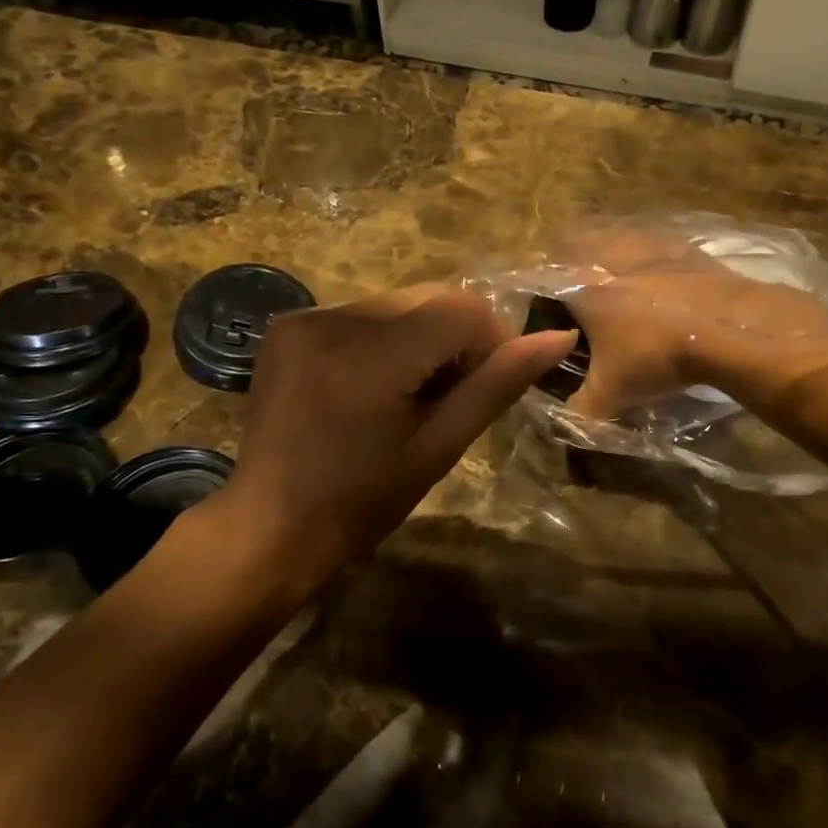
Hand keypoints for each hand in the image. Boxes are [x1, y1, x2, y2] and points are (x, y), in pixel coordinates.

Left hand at [214, 286, 576, 589]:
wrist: (268, 527)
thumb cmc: (360, 504)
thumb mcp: (437, 449)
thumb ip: (495, 387)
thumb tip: (559, 339)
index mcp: (368, 359)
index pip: (460, 309)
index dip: (489, 342)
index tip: (482, 389)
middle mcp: (331, 321)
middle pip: (428, 299)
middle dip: (454, 341)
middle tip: (445, 399)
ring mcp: (302, 319)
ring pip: (398, 304)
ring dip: (421, 340)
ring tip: (406, 398)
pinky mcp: (287, 326)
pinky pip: (362, 315)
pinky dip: (385, 341)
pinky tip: (372, 388)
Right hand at [538, 229, 827, 420]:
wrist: (727, 330)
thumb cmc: (657, 356)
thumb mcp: (611, 393)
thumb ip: (578, 412)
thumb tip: (560, 426)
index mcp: (581, 285)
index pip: (542, 279)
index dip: (536, 295)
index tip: (539, 313)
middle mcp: (608, 257)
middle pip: (575, 250)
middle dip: (569, 270)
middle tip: (574, 297)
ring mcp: (647, 248)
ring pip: (614, 242)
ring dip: (606, 256)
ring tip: (611, 282)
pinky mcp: (681, 249)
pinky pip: (651, 245)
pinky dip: (646, 257)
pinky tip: (654, 277)